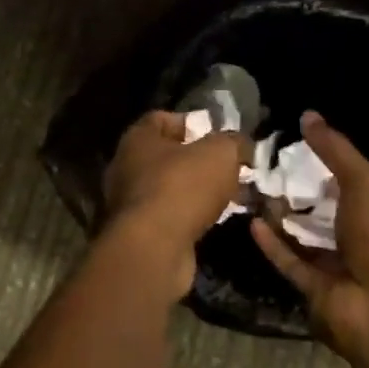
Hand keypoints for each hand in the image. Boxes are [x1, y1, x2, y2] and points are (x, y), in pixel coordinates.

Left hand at [102, 111, 244, 298]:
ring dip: (200, 191)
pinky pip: (172, 214)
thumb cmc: (182, 187)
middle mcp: (128, 165)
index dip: (191, 122)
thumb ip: (232, 142)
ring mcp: (131, 200)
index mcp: (138, 138)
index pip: (162, 119)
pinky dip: (192, 215)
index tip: (218, 135)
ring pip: (172, 187)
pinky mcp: (141, 231)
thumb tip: (241, 144)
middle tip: (232, 169)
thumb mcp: (219, 154)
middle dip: (201, 161)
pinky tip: (216, 220)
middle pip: (169, 155)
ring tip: (232, 196)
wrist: (154, 248)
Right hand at [250, 112, 368, 362]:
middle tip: (268, 164)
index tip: (299, 142)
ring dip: (284, 215)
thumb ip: (335, 150)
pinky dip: (272, 243)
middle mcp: (366, 239)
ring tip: (254, 188)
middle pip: (329, 208)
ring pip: (306, 235)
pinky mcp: (316, 288)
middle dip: (303, 190)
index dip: (333, 161)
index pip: (359, 181)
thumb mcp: (365, 182)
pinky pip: (289, 260)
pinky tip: (253, 220)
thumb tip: (308, 115)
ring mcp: (340, 266)